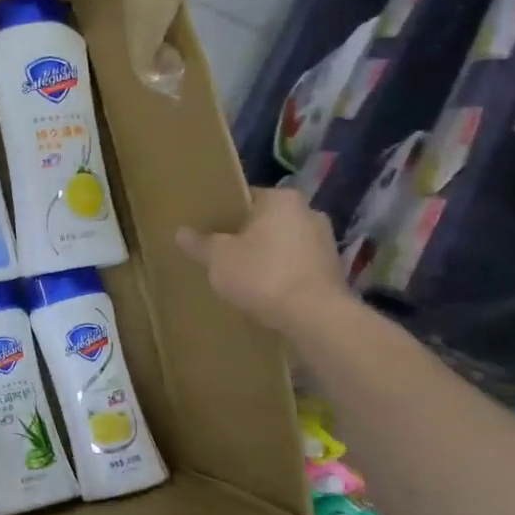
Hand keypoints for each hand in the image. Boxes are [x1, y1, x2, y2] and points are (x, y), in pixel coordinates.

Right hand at [176, 189, 347, 336]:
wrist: (315, 317)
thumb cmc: (263, 274)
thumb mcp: (219, 258)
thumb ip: (200, 243)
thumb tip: (181, 232)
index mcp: (281, 199)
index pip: (245, 198)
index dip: (223, 214)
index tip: (207, 230)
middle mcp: (309, 212)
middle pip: (266, 221)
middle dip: (246, 236)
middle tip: (220, 254)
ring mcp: (325, 242)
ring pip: (283, 245)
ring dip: (265, 257)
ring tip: (240, 276)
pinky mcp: (332, 272)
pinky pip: (296, 267)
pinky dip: (281, 275)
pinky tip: (264, 292)